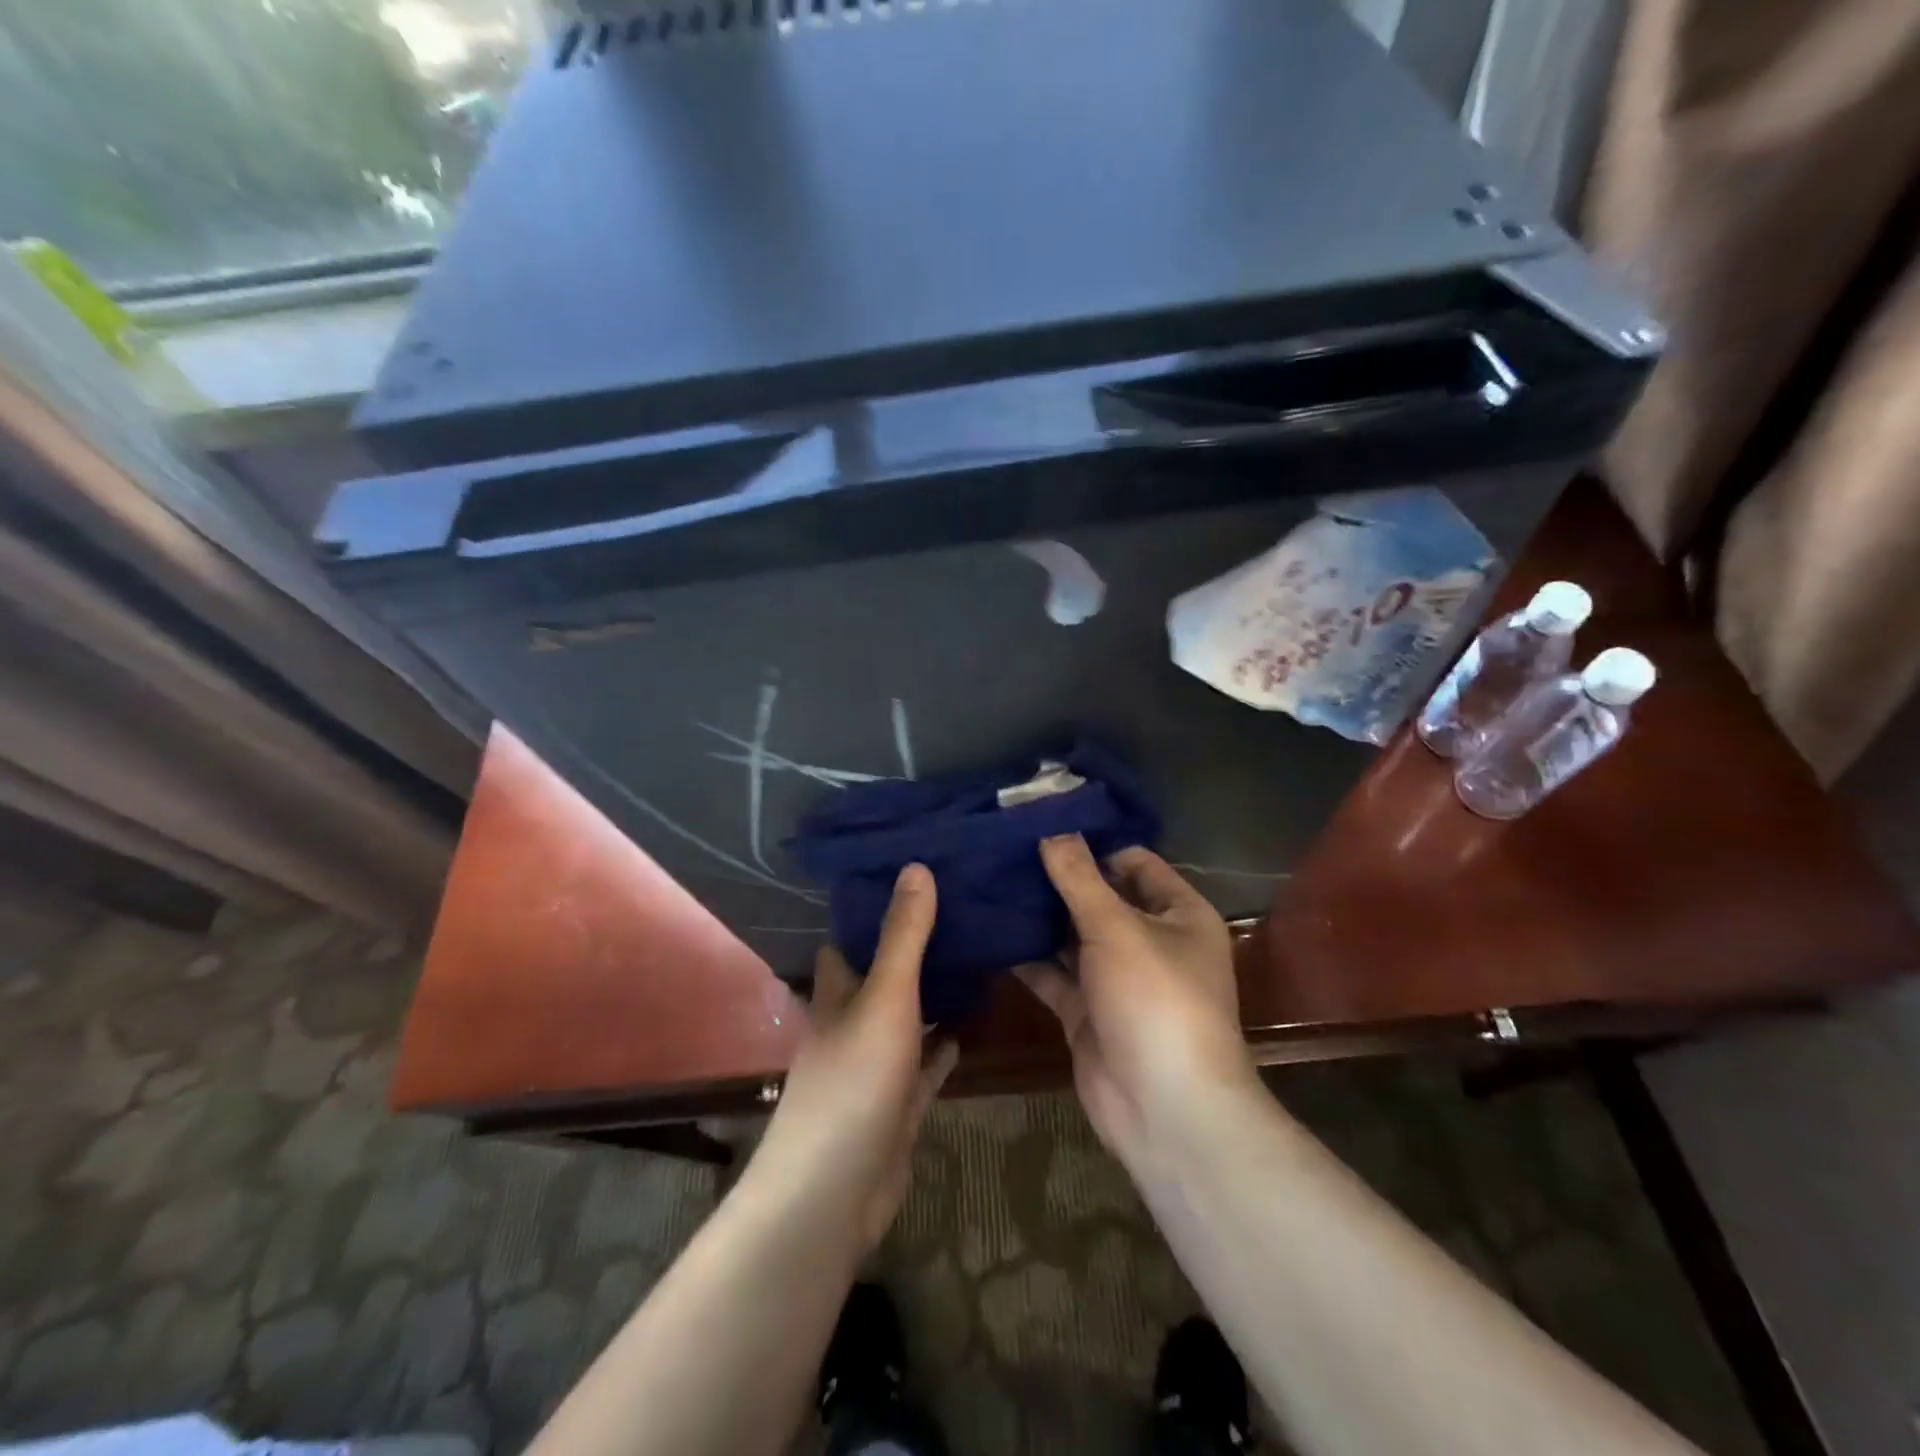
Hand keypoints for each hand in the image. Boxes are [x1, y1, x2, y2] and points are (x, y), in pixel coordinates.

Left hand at [751, 864, 958, 1257]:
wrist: (835, 1192)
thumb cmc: (854, 1081)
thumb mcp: (886, 998)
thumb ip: (904, 936)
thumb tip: (916, 866)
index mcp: (837, 993)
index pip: (848, 939)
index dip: (871, 909)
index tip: (911, 875)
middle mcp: (850, 1024)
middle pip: (879, 975)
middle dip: (910, 948)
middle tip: (958, 910)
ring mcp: (873, 1066)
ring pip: (903, 1019)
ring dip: (930, 995)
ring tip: (972, 957)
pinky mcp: (896, 1104)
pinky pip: (923, 1066)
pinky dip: (941, 1048)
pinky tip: (967, 1027)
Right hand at [1019, 835, 1256, 1170]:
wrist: (1165, 1110)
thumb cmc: (1156, 999)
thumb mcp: (1118, 928)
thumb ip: (1080, 879)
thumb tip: (1052, 830)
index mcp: (1179, 914)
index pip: (1134, 862)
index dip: (1093, 842)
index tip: (1042, 822)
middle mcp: (1151, 941)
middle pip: (1100, 897)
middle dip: (1057, 878)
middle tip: (1004, 848)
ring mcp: (1117, 979)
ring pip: (1072, 936)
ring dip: (1039, 916)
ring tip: (989, 880)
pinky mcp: (1087, 1012)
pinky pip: (1054, 974)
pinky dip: (1027, 957)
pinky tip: (990, 930)